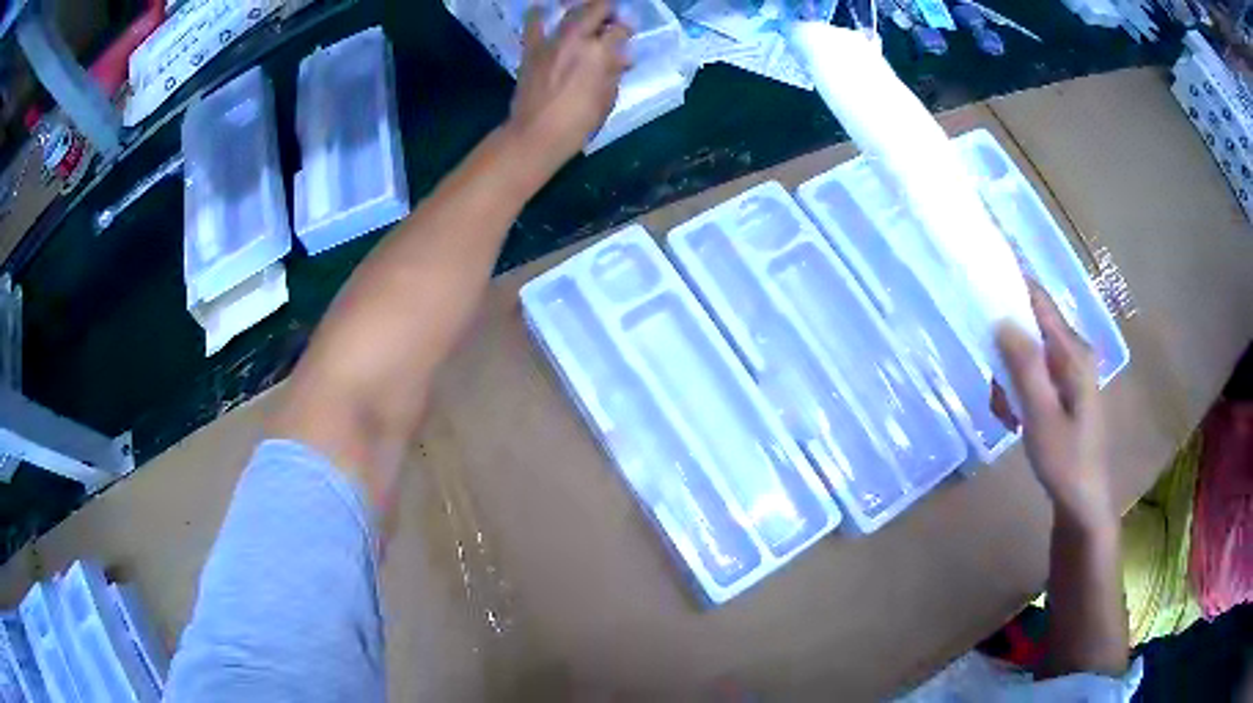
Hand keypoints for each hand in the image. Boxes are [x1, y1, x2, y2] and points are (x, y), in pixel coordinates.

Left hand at [507, 0, 630, 168]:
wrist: (537, 134)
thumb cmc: (579, 122)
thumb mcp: (608, 98)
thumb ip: (614, 72)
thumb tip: (619, 58)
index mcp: (600, 52)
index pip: (621, 29)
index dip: (627, 30)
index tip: (628, 34)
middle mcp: (577, 39)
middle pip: (597, 9)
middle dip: (608, 9)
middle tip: (611, 17)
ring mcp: (552, 41)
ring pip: (571, 12)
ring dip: (582, 8)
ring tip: (586, 14)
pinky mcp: (532, 49)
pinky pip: (533, 24)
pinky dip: (538, 14)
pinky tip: (542, 9)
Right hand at [997, 281, 1113, 532]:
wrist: (1082, 501)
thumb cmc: (1064, 461)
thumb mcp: (1041, 416)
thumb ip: (1025, 367)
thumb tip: (1001, 319)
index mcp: (1074, 353)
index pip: (1039, 301)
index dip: (1012, 283)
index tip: (981, 274)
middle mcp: (1074, 353)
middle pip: (1030, 329)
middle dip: (1005, 352)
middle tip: (997, 394)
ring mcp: (1071, 371)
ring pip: (1028, 354)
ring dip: (1010, 379)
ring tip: (1006, 416)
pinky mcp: (1066, 388)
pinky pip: (1034, 374)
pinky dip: (1019, 391)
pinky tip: (1015, 419)